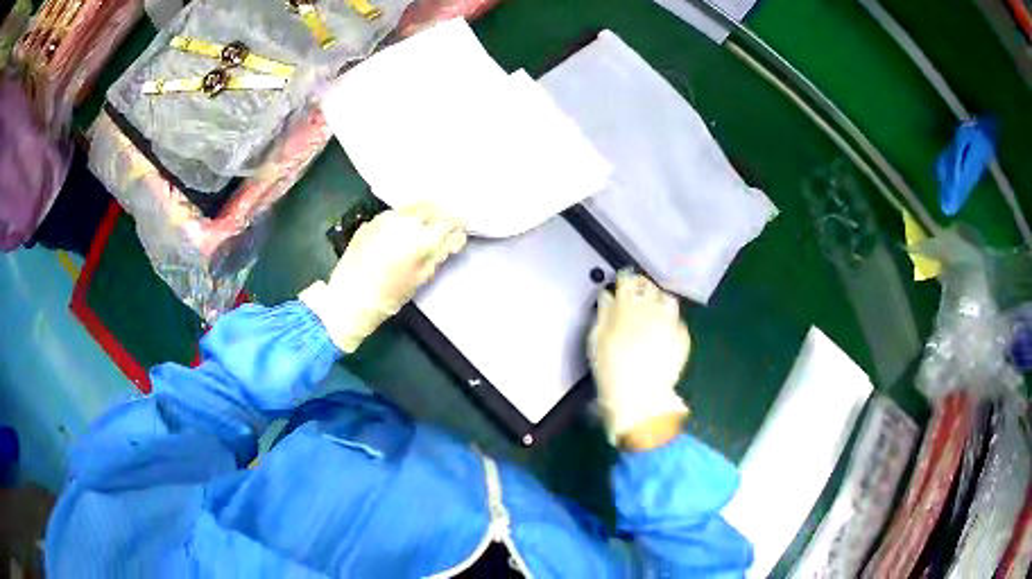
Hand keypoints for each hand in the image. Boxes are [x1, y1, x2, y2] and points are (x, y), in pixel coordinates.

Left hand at [301, 205, 465, 352]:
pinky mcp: (370, 221)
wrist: (350, 298)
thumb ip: (441, 253)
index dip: (458, 224)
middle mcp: (404, 220)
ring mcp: (385, 218)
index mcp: (421, 237)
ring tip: (422, 228)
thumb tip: (456, 237)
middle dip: (441, 214)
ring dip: (422, 213)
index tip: (460, 230)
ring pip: (411, 207)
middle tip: (443, 227)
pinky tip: (400, 234)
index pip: (449, 220)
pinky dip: (403, 219)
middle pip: (431, 206)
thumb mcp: (422, 277)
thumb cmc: (390, 294)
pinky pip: (394, 214)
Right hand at [588, 270, 690, 445]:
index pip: (628, 279)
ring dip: (659, 300)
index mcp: (628, 303)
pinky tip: (663, 331)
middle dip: (642, 287)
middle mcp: (653, 306)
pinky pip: (677, 321)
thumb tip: (607, 296)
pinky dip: (670, 321)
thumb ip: (603, 312)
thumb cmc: (610, 367)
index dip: (624, 279)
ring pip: (667, 299)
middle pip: (649, 286)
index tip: (622, 281)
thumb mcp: (597, 338)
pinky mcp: (683, 336)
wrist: (639, 395)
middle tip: (636, 295)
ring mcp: (671, 321)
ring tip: (653, 310)